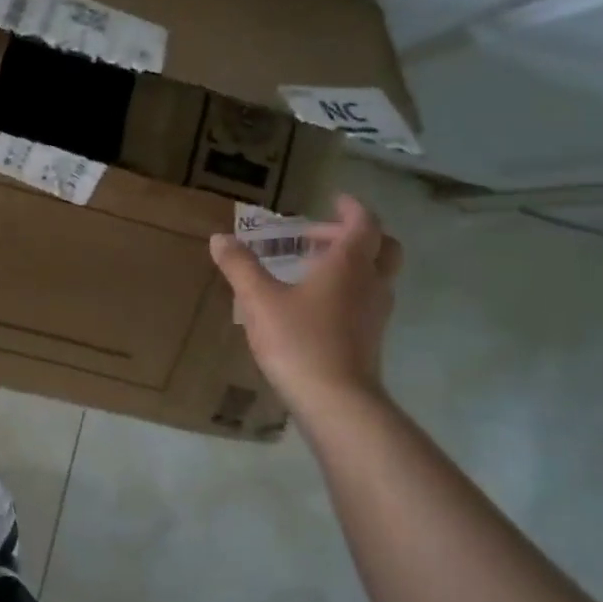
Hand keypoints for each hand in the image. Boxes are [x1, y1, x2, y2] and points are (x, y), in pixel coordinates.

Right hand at [210, 194, 403, 410]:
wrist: (336, 401)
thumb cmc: (299, 341)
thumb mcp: (258, 300)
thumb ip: (240, 266)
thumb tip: (220, 239)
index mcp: (349, 264)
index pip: (363, 223)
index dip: (352, 208)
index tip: (335, 200)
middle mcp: (370, 283)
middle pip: (381, 247)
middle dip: (353, 235)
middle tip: (317, 237)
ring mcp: (375, 313)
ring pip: (375, 275)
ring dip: (350, 264)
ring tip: (309, 269)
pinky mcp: (370, 338)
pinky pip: (365, 300)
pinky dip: (346, 290)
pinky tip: (313, 305)